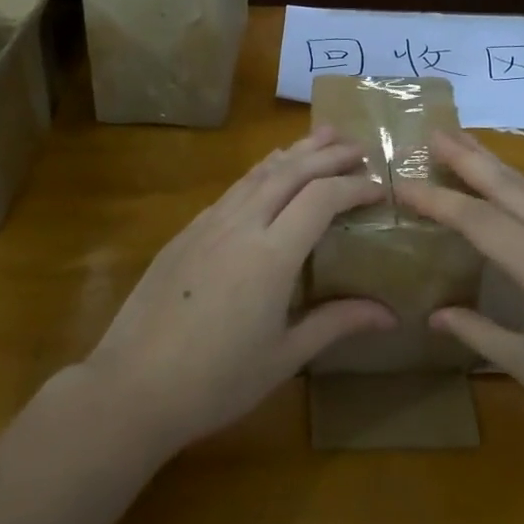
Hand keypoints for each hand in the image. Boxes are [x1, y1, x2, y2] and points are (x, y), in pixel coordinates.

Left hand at [82, 129, 395, 455]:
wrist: (133, 387)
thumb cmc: (216, 381)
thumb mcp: (284, 356)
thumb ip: (336, 323)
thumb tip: (390, 315)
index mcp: (272, 255)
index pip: (322, 198)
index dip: (354, 187)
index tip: (380, 188)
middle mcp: (241, 225)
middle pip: (291, 172)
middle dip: (328, 154)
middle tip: (358, 147)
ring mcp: (208, 224)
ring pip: (258, 173)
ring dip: (293, 152)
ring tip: (320, 137)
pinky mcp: (186, 232)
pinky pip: (232, 189)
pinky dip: (260, 172)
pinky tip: (267, 174)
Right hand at [397, 131, 523, 476]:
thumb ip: (481, 335)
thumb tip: (436, 315)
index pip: (479, 221)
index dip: (437, 200)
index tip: (400, 183)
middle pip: (511, 188)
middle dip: (471, 158)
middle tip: (436, 132)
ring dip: (498, 170)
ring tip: (467, 148)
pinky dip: (521, 194)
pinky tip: (512, 198)